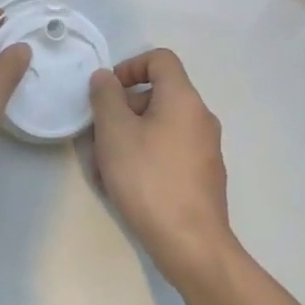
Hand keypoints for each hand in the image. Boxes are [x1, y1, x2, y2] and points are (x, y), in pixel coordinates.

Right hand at [89, 49, 235, 290]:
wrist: (191, 245)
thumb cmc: (148, 179)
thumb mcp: (114, 132)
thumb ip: (105, 97)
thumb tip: (106, 78)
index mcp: (183, 99)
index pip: (160, 59)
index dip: (129, 66)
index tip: (107, 92)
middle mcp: (200, 117)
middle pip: (157, 95)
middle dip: (123, 110)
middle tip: (98, 135)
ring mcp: (206, 149)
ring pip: (159, 126)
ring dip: (129, 137)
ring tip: (105, 168)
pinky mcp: (203, 176)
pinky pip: (169, 151)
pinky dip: (145, 157)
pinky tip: (125, 187)